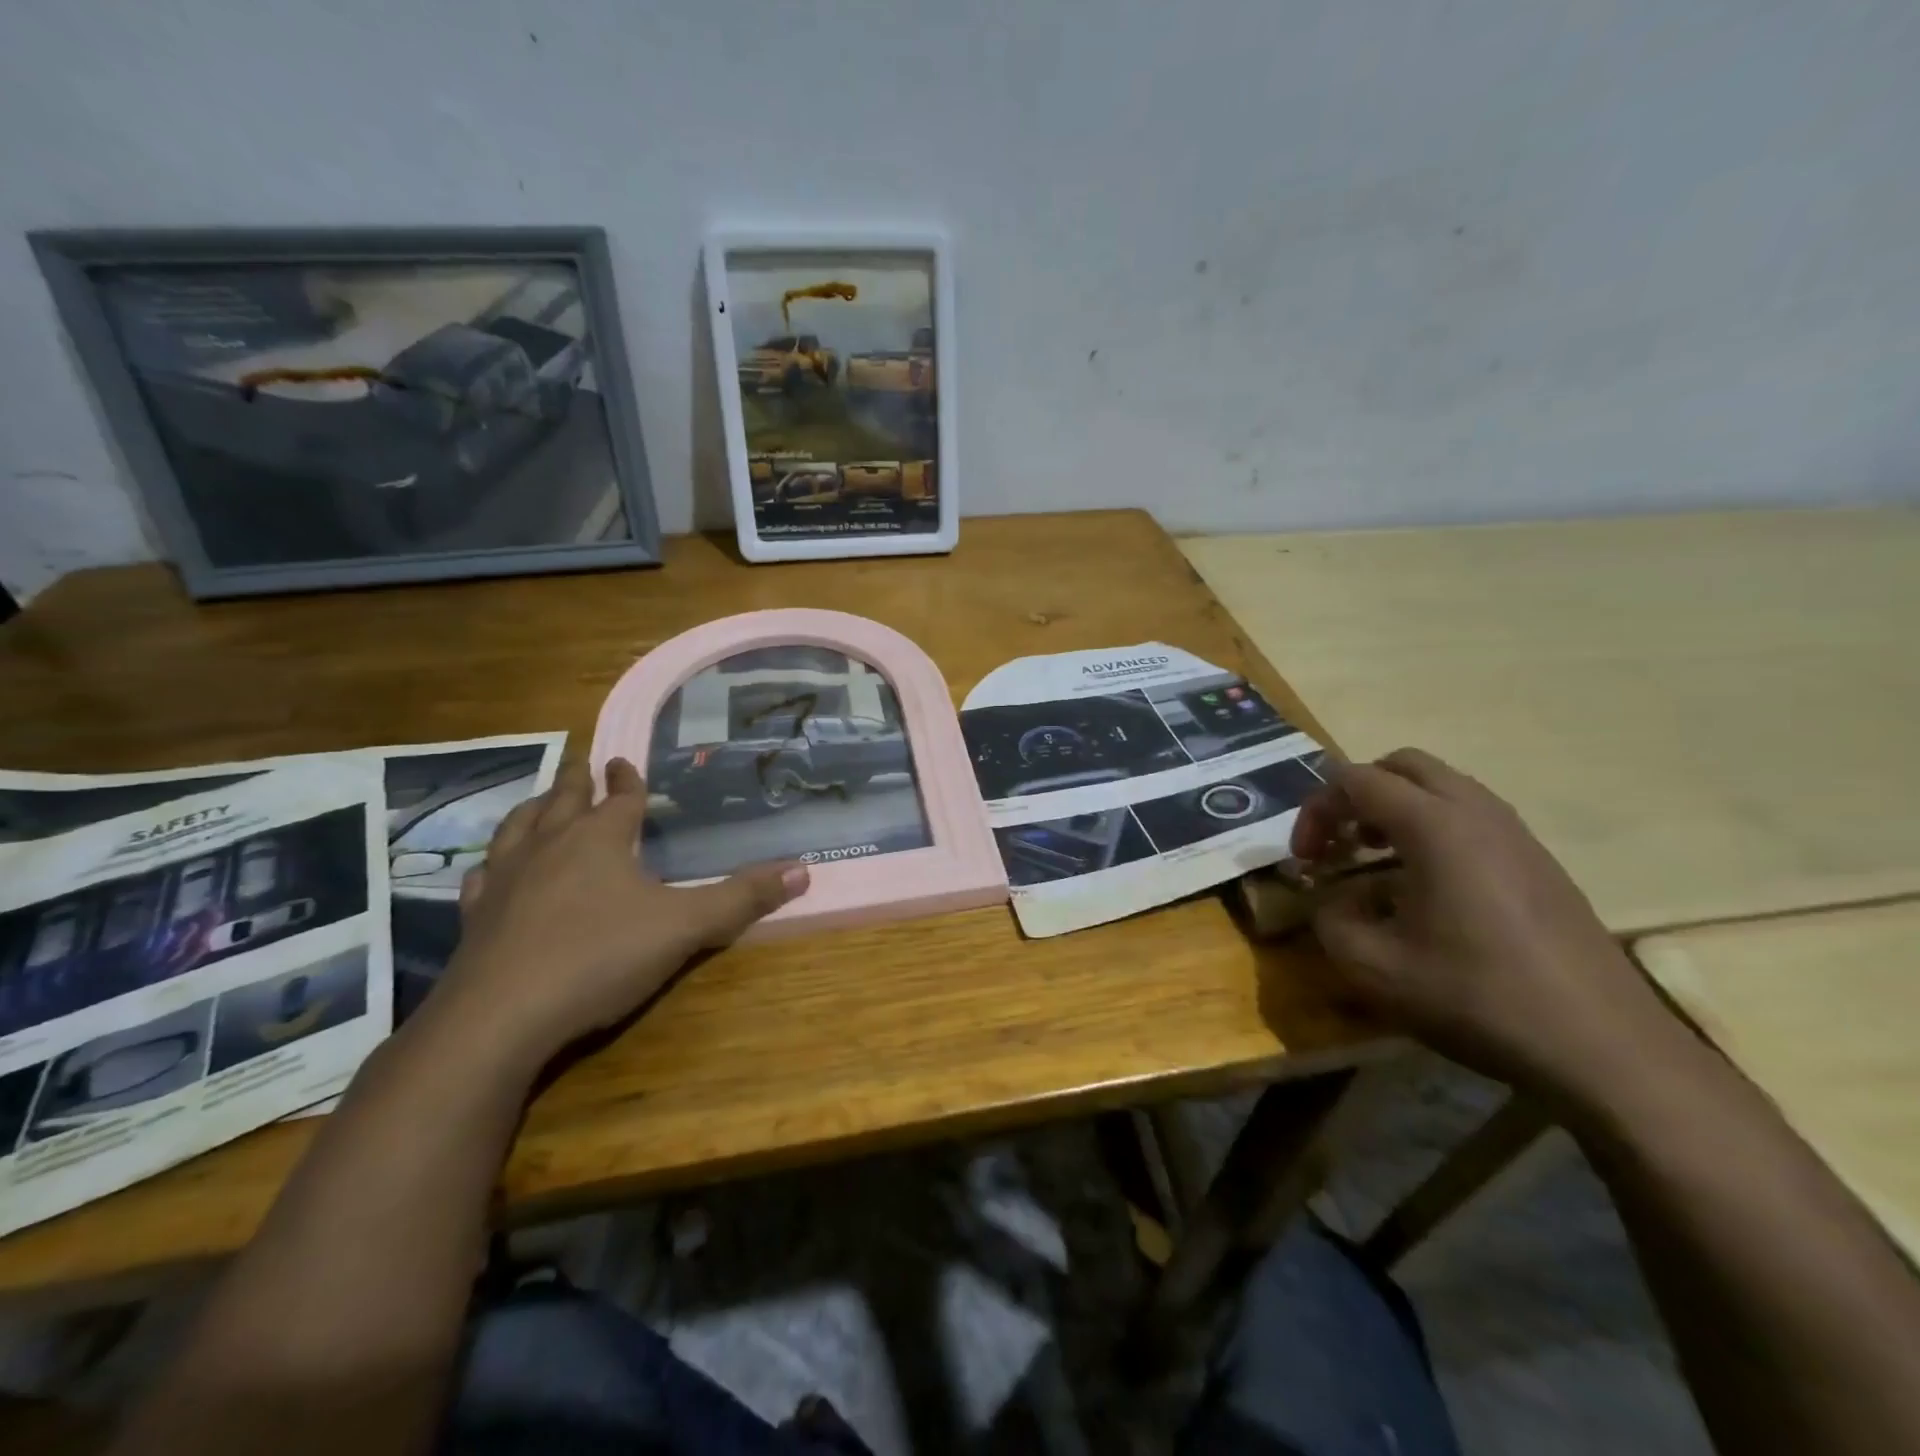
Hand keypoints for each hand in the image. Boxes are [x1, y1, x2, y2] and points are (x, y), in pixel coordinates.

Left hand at [428, 757, 807, 1064]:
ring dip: (535, 808)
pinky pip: (483, 875)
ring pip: (518, 827)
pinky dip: (493, 862)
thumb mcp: (685, 927)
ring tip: (542, 800)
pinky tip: (493, 869)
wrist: (500, 1018)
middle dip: (578, 779)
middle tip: (584, 762)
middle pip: (564, 799)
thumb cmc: (599, 958)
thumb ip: (742, 899)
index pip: (619, 798)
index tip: (626, 760)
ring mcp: (505, 879)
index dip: (628, 779)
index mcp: (599, 839)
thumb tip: (803, 870)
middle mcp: (549, 846)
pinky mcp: (475, 917)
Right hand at [1292, 748, 1680, 1101]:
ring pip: (1441, 788)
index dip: (1315, 810)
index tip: (1306, 860)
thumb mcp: (1373, 967)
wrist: (1603, 1047)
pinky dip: (1431, 830)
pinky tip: (1425, 888)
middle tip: (1338, 843)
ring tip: (1374, 860)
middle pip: (1401, 766)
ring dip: (1395, 810)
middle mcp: (1477, 813)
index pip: (1354, 780)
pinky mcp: (1539, 862)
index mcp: (1434, 825)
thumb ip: (1330, 918)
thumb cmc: (1476, 998)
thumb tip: (1335, 898)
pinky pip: (1471, 818)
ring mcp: (1516, 834)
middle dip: (1356, 795)